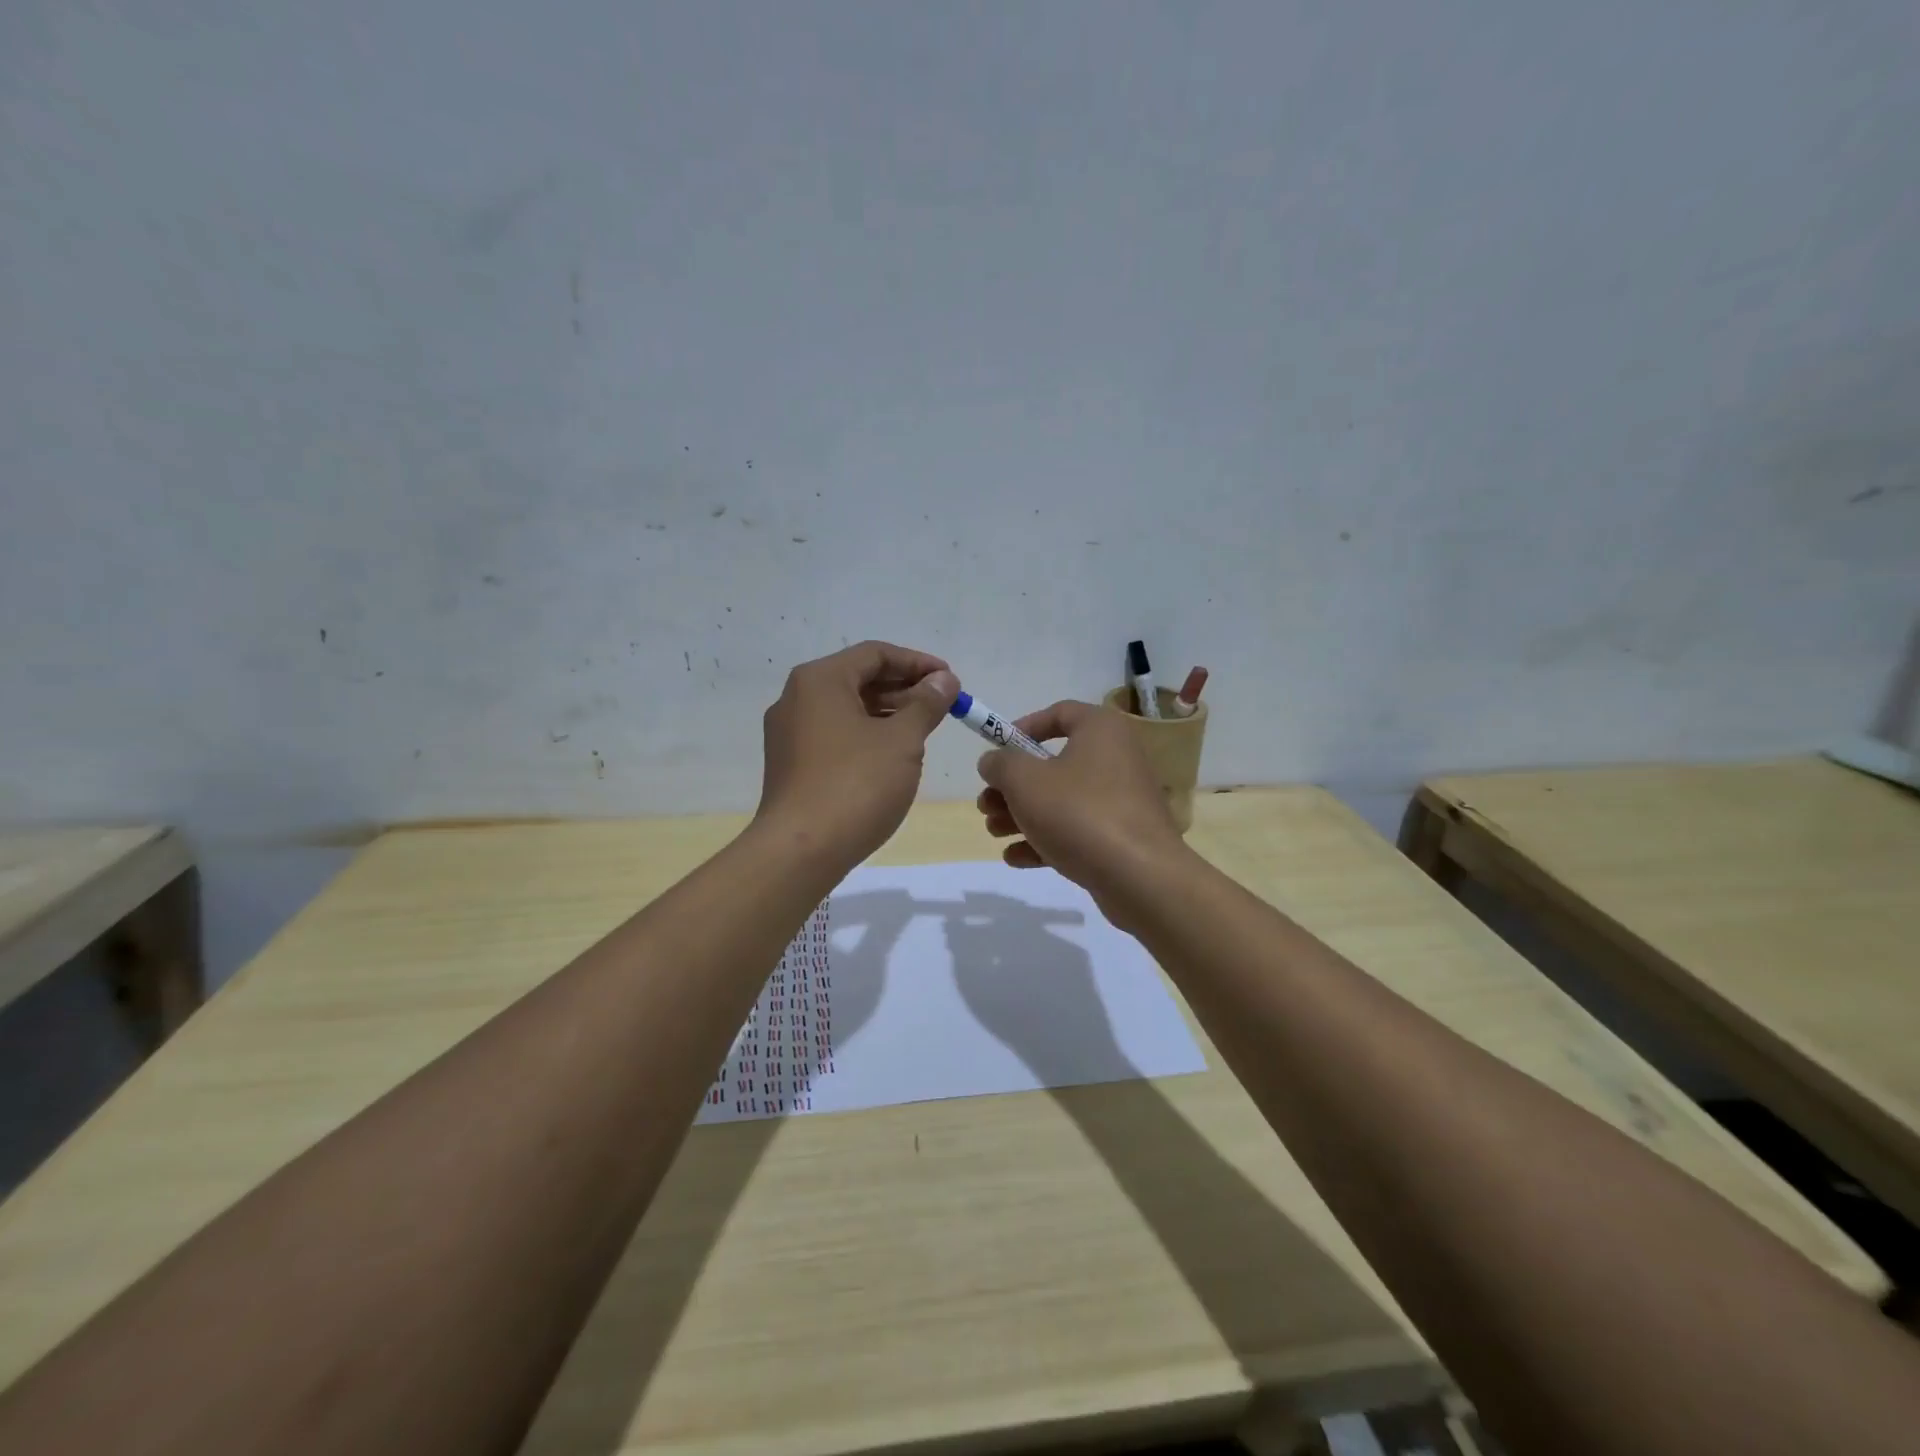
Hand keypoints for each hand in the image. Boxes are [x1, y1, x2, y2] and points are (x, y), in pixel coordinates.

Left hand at [755, 641, 958, 870]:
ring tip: (924, 730)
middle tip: (942, 705)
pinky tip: (892, 756)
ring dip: (888, 713)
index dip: (918, 663)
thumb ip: (926, 704)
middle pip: (859, 679)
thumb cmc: (856, 784)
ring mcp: (789, 733)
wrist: (801, 850)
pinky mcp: (791, 764)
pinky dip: (866, 735)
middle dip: (904, 688)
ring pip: (847, 709)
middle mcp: (797, 698)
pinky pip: (835, 735)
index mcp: (820, 680)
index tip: (951, 681)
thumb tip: (944, 680)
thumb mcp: (902, 740)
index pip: (875, 654)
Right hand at [974, 700, 1187, 923]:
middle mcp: (1116, 758)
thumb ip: (1001, 764)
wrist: (1139, 877)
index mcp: (1100, 730)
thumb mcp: (1024, 781)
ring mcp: (1121, 800)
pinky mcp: (1121, 837)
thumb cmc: (1078, 813)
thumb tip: (993, 762)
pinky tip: (1014, 858)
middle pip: (1053, 763)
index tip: (996, 751)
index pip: (1059, 713)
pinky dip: (1045, 839)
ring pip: (1061, 800)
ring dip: (1022, 814)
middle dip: (1013, 786)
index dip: (1022, 728)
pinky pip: (1077, 830)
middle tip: (986, 804)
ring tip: (994, 831)